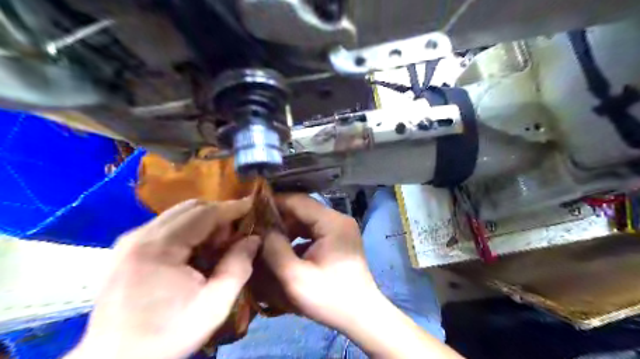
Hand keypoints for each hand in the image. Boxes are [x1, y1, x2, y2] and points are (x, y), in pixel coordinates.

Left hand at [67, 199, 259, 358]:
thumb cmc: (167, 334)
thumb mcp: (214, 305)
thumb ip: (238, 267)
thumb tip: (254, 239)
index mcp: (158, 247)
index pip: (204, 213)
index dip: (232, 208)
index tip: (253, 207)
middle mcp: (139, 235)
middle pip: (189, 208)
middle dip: (218, 214)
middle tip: (235, 234)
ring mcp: (129, 241)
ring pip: (177, 215)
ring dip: (204, 222)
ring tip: (217, 245)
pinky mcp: (125, 249)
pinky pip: (165, 226)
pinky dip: (188, 231)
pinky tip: (195, 252)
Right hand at [259, 195, 378, 331]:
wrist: (361, 315)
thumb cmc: (330, 298)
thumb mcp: (295, 278)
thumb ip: (274, 250)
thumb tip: (261, 230)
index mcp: (332, 222)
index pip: (298, 201)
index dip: (273, 203)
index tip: (251, 211)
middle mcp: (338, 219)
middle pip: (302, 209)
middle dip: (278, 218)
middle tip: (256, 229)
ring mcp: (340, 228)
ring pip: (306, 220)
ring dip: (287, 228)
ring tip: (267, 240)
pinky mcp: (338, 238)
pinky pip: (313, 230)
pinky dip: (297, 237)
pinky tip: (284, 249)